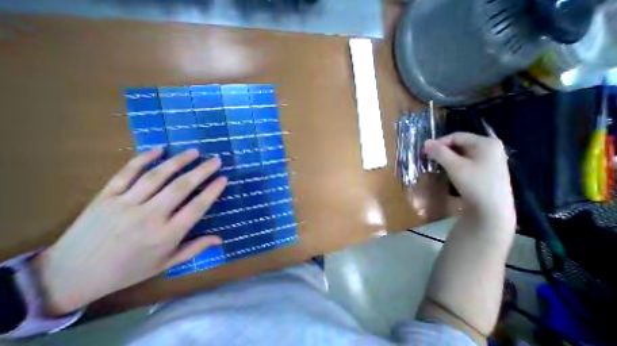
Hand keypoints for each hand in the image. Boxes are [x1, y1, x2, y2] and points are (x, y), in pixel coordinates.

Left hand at [30, 149, 224, 315]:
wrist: (66, 277)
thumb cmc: (128, 270)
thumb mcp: (166, 263)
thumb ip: (195, 248)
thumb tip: (220, 239)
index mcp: (166, 234)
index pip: (197, 207)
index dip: (212, 191)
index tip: (223, 178)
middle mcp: (148, 217)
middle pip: (181, 187)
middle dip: (202, 171)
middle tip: (216, 160)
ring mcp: (124, 205)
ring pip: (157, 176)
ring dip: (179, 161)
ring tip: (194, 151)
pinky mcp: (104, 197)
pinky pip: (126, 173)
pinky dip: (143, 159)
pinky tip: (159, 150)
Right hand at [425, 133, 516, 232]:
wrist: (491, 209)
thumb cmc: (474, 183)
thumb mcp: (454, 166)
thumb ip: (439, 152)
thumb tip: (426, 142)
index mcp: (486, 143)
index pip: (456, 136)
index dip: (439, 142)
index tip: (425, 152)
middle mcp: (490, 147)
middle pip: (459, 143)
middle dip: (442, 150)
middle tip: (428, 158)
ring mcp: (490, 158)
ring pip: (462, 152)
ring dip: (446, 157)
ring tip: (435, 163)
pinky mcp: (486, 168)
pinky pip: (466, 160)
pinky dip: (454, 162)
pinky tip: (447, 169)